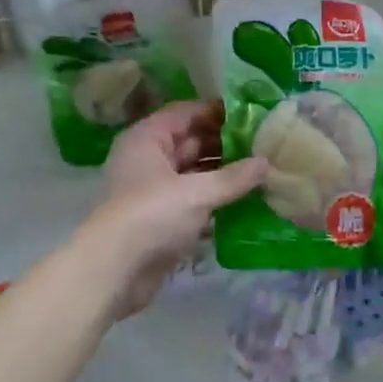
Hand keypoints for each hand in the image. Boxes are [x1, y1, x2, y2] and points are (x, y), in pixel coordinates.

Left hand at [90, 101, 265, 316]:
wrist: (116, 270)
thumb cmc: (152, 216)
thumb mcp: (197, 192)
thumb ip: (234, 178)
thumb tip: (266, 163)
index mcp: (147, 139)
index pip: (184, 113)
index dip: (216, 111)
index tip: (252, 113)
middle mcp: (148, 159)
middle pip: (190, 142)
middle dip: (225, 144)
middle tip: (264, 144)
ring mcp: (153, 191)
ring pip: (193, 173)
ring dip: (223, 174)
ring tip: (262, 171)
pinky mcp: (161, 219)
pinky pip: (193, 200)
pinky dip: (215, 200)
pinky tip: (246, 201)